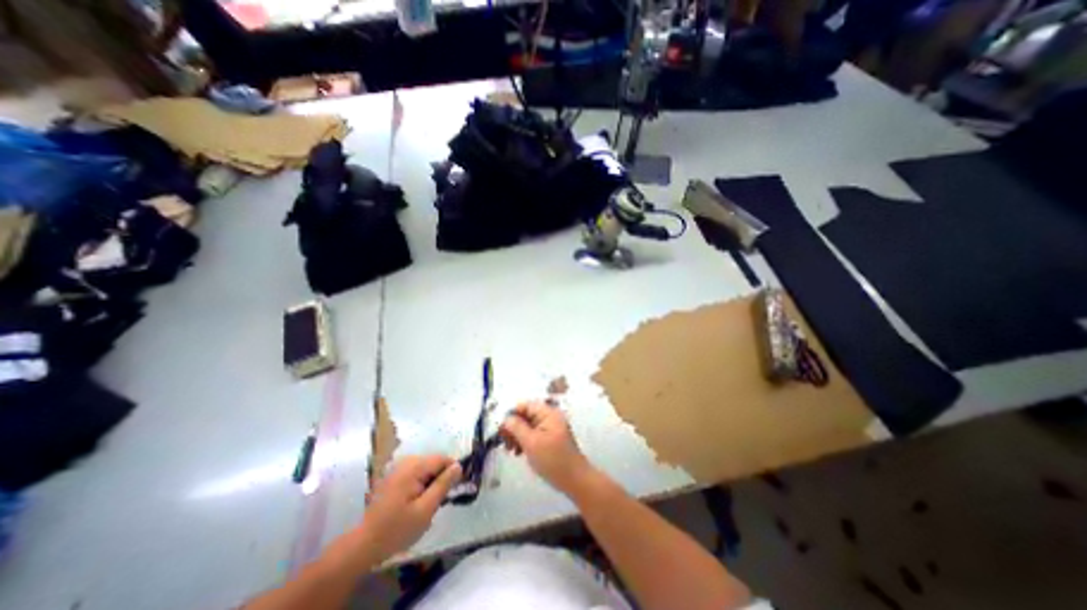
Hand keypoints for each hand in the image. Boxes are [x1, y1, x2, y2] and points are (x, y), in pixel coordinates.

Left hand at [359, 453, 456, 561]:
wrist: (363, 546)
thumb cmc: (397, 529)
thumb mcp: (426, 509)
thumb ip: (443, 484)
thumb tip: (458, 466)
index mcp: (413, 467)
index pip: (442, 458)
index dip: (453, 470)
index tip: (457, 487)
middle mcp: (405, 462)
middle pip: (434, 462)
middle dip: (441, 477)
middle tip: (441, 500)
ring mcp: (397, 469)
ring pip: (426, 468)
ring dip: (431, 481)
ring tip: (429, 503)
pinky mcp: (393, 477)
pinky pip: (415, 473)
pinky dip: (421, 484)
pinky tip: (416, 502)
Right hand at [501, 401, 593, 495]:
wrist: (575, 480)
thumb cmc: (553, 460)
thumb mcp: (531, 443)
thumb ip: (517, 428)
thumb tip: (506, 418)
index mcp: (548, 413)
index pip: (526, 405)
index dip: (512, 414)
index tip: (501, 429)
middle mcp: (550, 417)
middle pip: (526, 415)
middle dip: (514, 427)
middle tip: (504, 442)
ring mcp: (551, 428)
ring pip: (529, 425)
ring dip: (518, 435)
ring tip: (511, 450)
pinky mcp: (551, 439)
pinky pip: (534, 434)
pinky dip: (525, 441)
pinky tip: (519, 452)